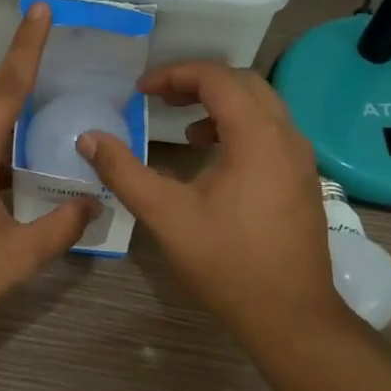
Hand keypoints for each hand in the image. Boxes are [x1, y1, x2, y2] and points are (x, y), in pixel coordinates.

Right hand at [77, 62, 352, 345]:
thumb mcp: (166, 215)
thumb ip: (124, 171)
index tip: (140, 90)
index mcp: (257, 137)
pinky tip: (212, 157)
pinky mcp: (302, 179)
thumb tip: (88, 138)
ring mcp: (301, 159)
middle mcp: (286, 137)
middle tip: (159, 97)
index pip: (217, 79)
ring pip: (261, 106)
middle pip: (244, 83)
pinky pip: (270, 131)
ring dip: (220, 103)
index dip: (175, 75)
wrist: (290, 315)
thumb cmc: (226, 262)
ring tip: (183, 126)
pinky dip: (238, 126)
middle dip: (198, 82)